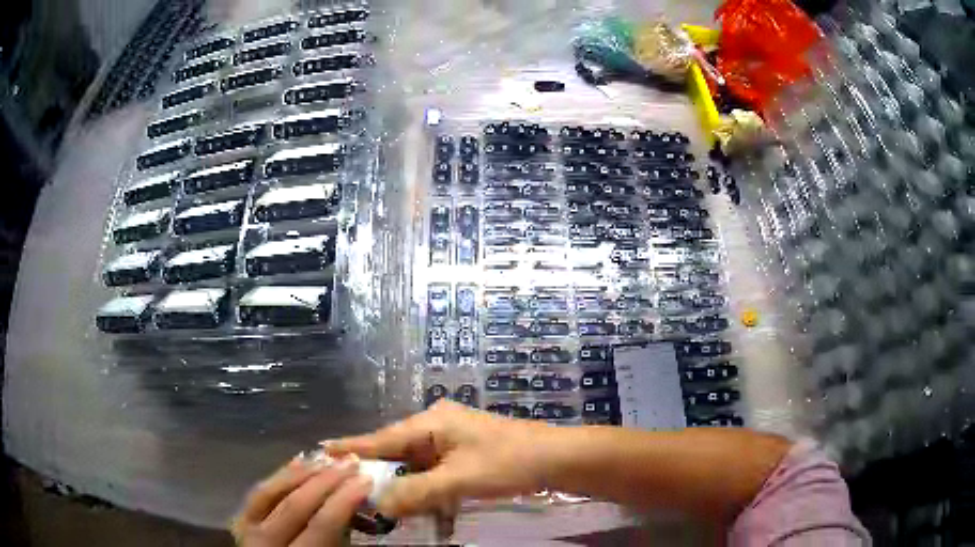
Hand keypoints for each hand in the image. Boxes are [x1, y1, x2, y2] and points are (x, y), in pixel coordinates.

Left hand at [231, 455, 372, 545]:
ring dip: (302, 473)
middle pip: (295, 503)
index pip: (322, 525)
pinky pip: (258, 493)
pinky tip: (297, 462)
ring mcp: (247, 529)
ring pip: (271, 491)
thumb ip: (341, 541)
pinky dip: (279, 476)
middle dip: (326, 480)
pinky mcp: (240, 520)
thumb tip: (355, 507)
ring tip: (327, 458)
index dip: (344, 500)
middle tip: (351, 461)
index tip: (366, 479)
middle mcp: (265, 541)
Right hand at [325, 399, 552, 518]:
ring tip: (377, 505)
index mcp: (430, 422)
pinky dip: (425, 491)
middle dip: (376, 475)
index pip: (381, 438)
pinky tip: (418, 509)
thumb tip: (377, 504)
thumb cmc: (509, 463)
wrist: (556, 459)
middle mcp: (435, 427)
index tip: (320, 451)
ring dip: (403, 487)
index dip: (351, 448)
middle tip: (348, 491)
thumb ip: (416, 493)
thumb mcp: (459, 480)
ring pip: (414, 467)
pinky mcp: (462, 456)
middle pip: (395, 453)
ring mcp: (450, 441)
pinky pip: (432, 474)